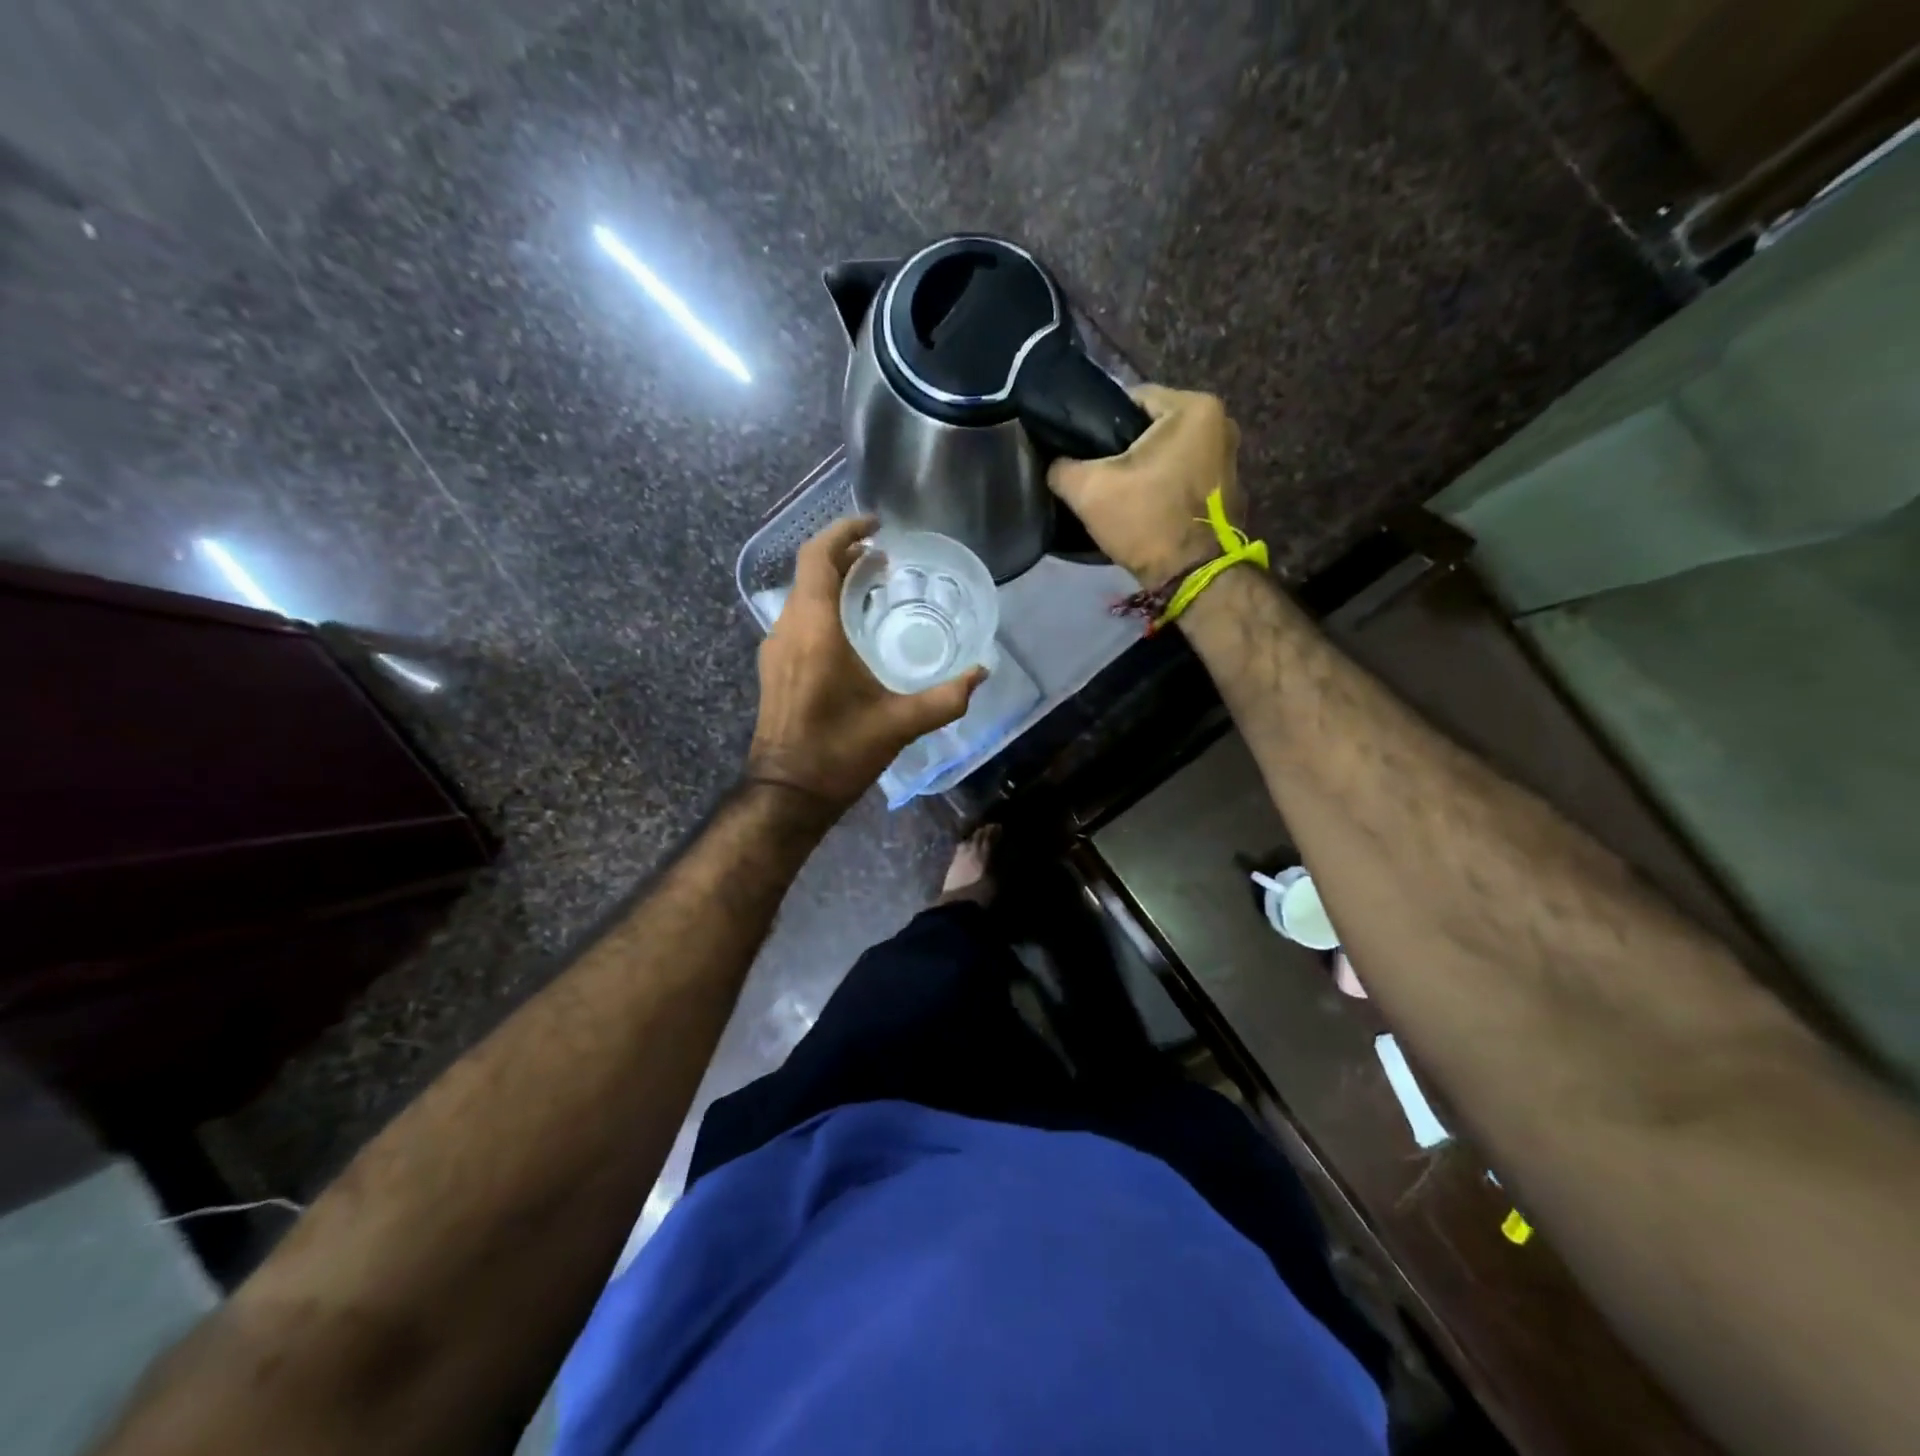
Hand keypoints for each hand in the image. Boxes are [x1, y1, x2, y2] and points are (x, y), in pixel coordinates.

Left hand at [748, 516, 984, 813]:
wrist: (787, 792)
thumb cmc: (839, 752)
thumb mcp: (900, 724)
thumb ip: (946, 698)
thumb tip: (982, 673)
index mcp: (815, 630)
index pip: (819, 557)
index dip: (845, 532)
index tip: (877, 527)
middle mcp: (789, 629)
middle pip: (810, 571)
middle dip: (845, 555)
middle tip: (884, 559)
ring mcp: (775, 648)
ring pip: (802, 595)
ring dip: (833, 581)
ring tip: (871, 586)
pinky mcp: (774, 667)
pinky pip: (798, 618)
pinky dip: (823, 606)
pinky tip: (850, 629)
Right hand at [1047, 384, 1245, 583]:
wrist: (1192, 576)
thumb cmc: (1146, 521)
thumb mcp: (1088, 491)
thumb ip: (1061, 467)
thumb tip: (1054, 463)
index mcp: (1194, 408)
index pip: (1130, 399)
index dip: (1099, 425)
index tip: (1083, 453)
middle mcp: (1221, 422)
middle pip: (1151, 427)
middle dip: (1123, 449)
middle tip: (1097, 477)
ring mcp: (1229, 456)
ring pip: (1167, 452)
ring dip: (1143, 468)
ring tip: (1118, 494)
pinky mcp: (1227, 487)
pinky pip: (1183, 473)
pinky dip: (1163, 484)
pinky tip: (1144, 506)